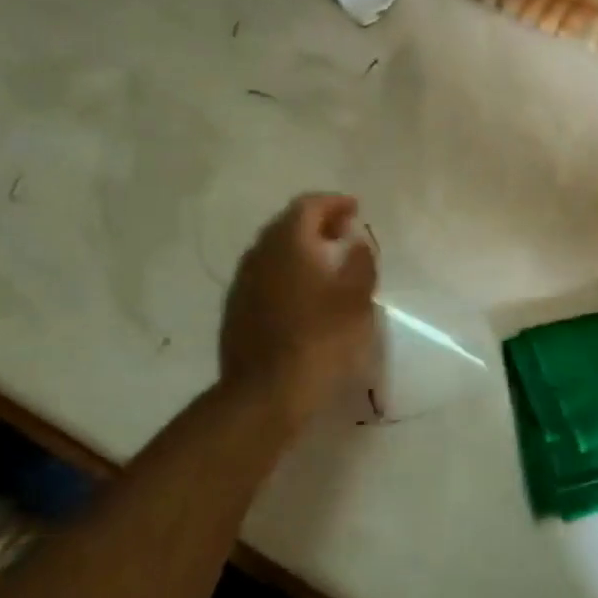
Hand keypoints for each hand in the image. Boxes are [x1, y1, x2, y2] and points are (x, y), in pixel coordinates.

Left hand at [219, 193, 379, 427]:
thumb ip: (360, 261)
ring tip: (328, 263)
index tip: (355, 208)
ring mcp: (243, 283)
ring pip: (274, 251)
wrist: (265, 394)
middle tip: (344, 233)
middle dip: (318, 223)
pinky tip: (304, 294)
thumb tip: (356, 240)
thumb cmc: (320, 340)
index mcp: (288, 243)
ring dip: (301, 249)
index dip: (334, 203)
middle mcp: (259, 254)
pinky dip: (288, 272)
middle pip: (288, 225)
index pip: (308, 206)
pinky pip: (266, 276)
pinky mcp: (237, 310)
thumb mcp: (356, 299)